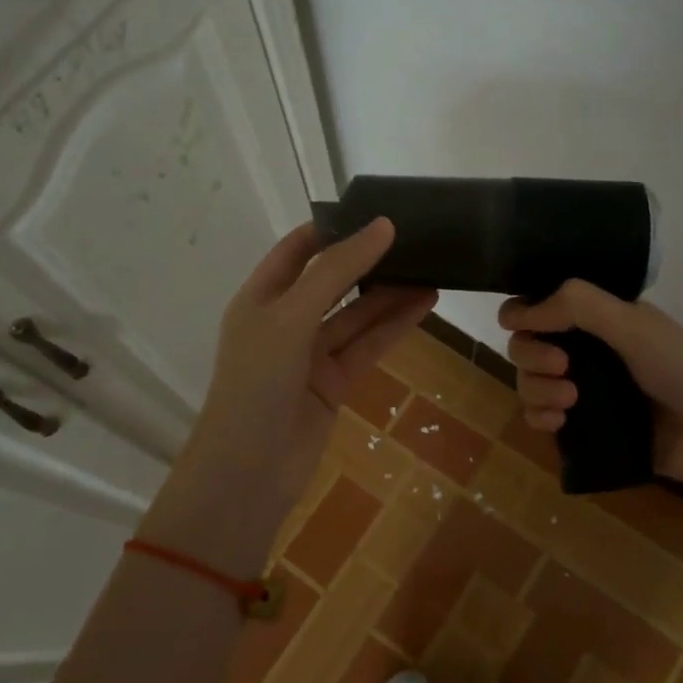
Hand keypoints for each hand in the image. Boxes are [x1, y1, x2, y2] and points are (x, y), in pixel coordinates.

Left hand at [174, 218, 435, 520]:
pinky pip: (367, 345)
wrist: (249, 470)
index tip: (374, 212)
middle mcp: (285, 321)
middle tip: (413, 238)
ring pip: (356, 315)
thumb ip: (337, 271)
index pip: (297, 250)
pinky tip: (425, 304)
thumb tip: (382, 226)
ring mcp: (310, 354)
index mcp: (261, 297)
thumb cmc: (258, 381)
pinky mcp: (334, 382)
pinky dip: (394, 326)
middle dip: (368, 261)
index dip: (332, 229)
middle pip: (332, 281)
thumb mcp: (292, 316)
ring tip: (433, 268)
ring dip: (390, 294)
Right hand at [500, 280, 682, 506]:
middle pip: (528, 344)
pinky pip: (541, 418)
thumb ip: (578, 306)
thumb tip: (517, 312)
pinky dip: (539, 417)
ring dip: (536, 387)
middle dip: (532, 353)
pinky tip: (557, 422)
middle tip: (561, 365)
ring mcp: (584, 390)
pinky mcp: (584, 429)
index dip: (525, 312)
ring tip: (568, 401)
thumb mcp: (636, 326)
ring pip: (531, 381)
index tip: (521, 324)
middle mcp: (588, 350)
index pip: (543, 305)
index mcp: (601, 318)